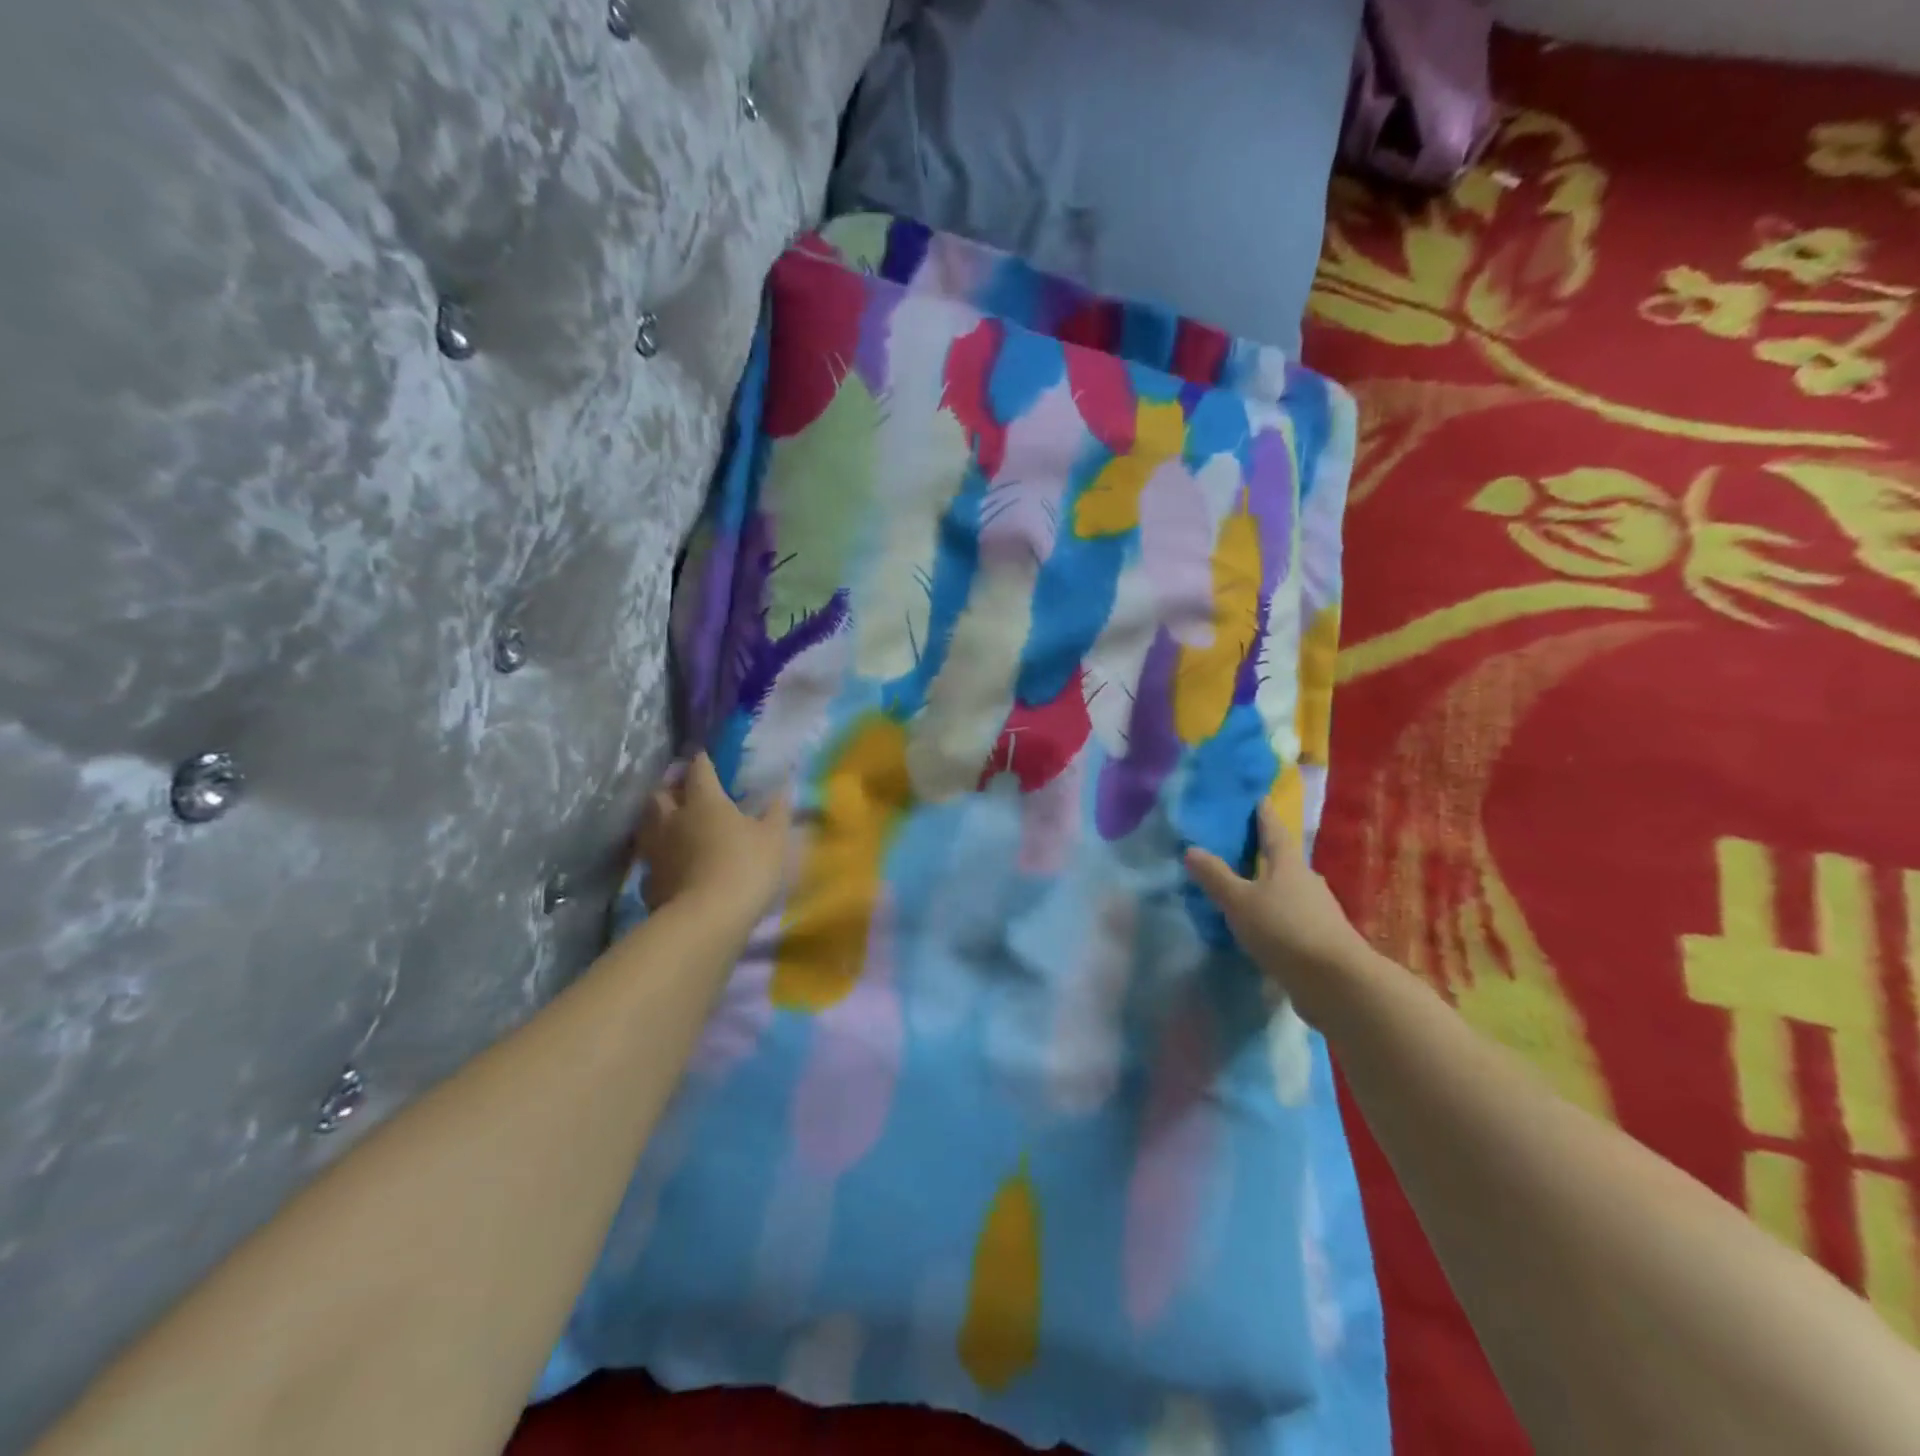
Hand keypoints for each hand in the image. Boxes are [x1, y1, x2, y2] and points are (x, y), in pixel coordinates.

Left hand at [634, 754, 791, 923]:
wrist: (707, 919)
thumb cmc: (746, 868)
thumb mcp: (773, 838)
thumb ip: (777, 812)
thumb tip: (783, 787)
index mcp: (705, 802)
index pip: (699, 771)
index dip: (702, 761)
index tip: (704, 756)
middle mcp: (673, 819)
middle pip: (660, 794)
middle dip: (670, 788)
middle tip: (682, 791)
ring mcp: (656, 851)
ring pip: (647, 826)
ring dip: (657, 820)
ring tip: (670, 824)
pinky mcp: (648, 882)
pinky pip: (649, 861)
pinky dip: (658, 857)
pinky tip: (669, 865)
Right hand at [1185, 805, 1372, 1021]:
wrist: (1336, 982)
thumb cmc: (1284, 929)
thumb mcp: (1239, 902)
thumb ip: (1216, 877)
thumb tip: (1191, 849)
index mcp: (1288, 865)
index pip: (1274, 832)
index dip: (1265, 816)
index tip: (1260, 799)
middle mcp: (1308, 882)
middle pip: (1285, 862)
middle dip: (1267, 856)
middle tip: (1245, 850)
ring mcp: (1320, 912)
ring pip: (1291, 892)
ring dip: (1272, 890)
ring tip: (1249, 892)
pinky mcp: (1322, 940)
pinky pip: (1294, 920)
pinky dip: (1278, 918)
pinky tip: (1264, 929)